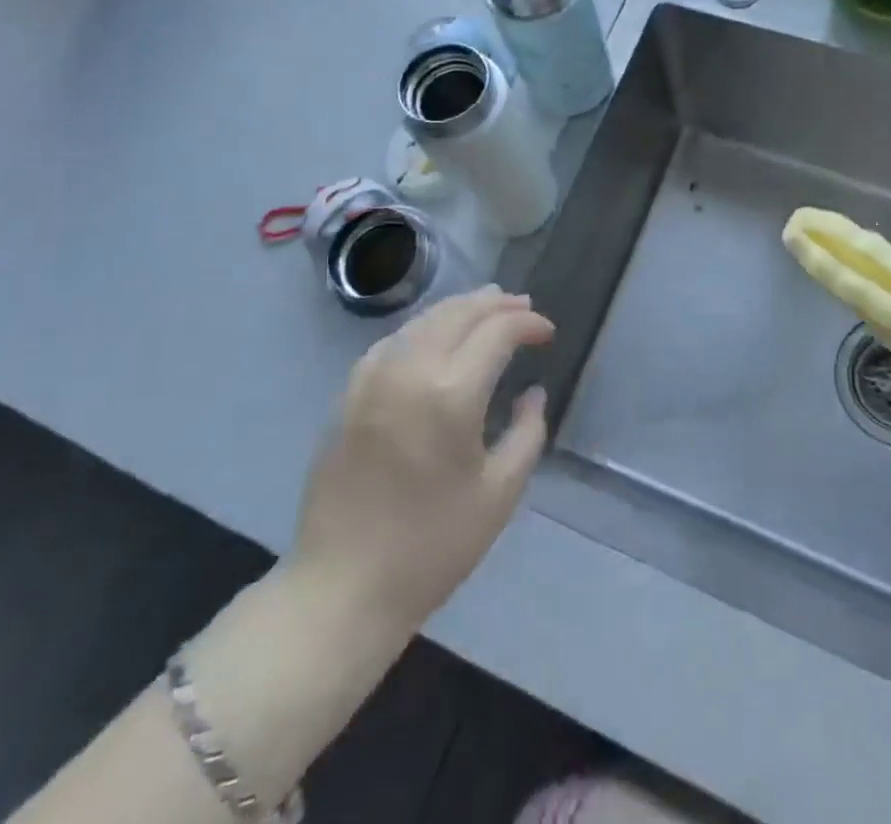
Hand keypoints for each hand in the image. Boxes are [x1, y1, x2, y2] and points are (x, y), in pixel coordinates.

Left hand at [287, 288, 552, 631]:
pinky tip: (434, 337)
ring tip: (486, 308)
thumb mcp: (500, 493)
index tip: (547, 332)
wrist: (343, 587)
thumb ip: (528, 432)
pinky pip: (393, 341)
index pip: (497, 331)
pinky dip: (423, 328)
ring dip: (460, 309)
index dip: (528, 323)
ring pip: (423, 320)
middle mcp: (409, 370)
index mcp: (451, 393)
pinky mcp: (348, 394)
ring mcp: (372, 378)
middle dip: (496, 303)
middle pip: (458, 313)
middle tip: (523, 306)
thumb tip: (533, 393)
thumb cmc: (432, 546)